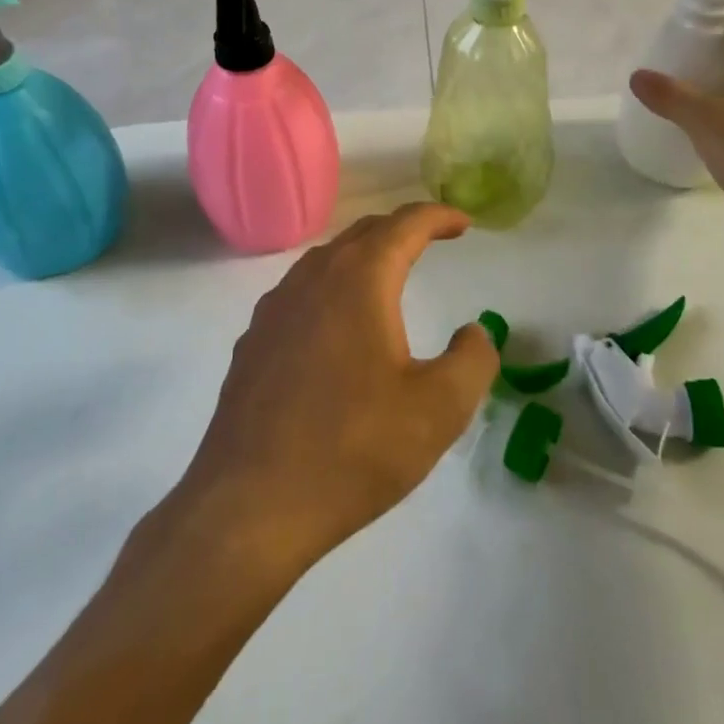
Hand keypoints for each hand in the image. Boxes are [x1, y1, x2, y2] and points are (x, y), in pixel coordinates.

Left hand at [170, 203, 498, 578]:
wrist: (249, 507)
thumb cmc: (352, 450)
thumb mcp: (438, 410)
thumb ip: (472, 360)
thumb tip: (474, 332)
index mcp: (359, 280)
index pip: (405, 225)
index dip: (438, 216)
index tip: (463, 222)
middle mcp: (313, 278)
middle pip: (363, 233)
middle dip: (402, 228)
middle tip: (433, 239)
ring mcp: (275, 308)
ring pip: (327, 259)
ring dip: (365, 255)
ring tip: (389, 273)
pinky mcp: (253, 341)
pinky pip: (301, 292)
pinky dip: (332, 286)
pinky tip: (337, 323)